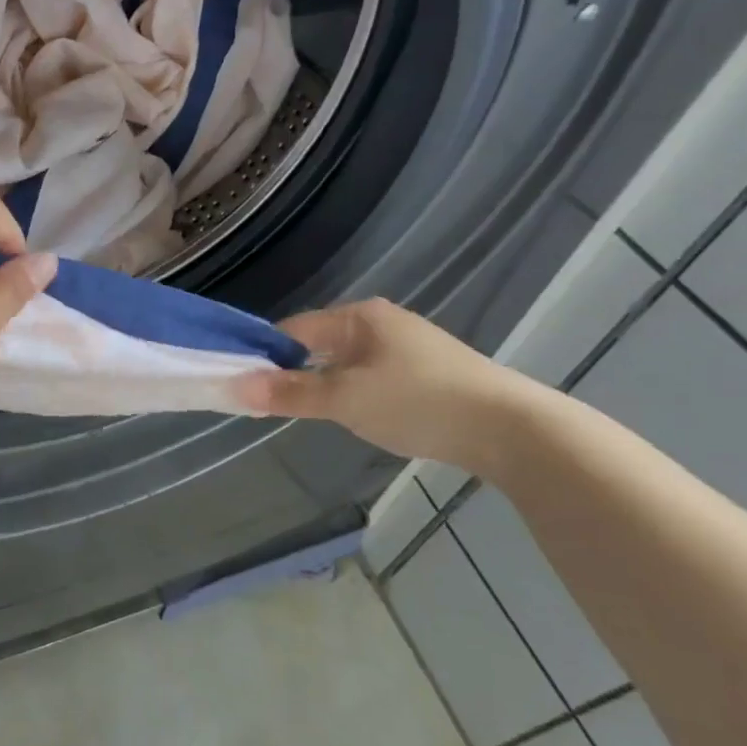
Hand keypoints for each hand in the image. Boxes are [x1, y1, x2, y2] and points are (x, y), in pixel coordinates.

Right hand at [235, 298, 536, 472]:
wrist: (511, 429)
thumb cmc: (418, 402)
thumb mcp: (345, 399)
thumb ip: (290, 393)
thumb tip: (235, 387)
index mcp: (359, 316)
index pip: (294, 330)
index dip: (266, 356)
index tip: (246, 386)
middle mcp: (381, 322)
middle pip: (319, 345)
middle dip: (295, 373)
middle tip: (275, 405)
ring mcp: (408, 346)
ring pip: (346, 363)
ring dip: (326, 385)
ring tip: (315, 414)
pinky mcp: (428, 372)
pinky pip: (372, 375)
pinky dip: (355, 392)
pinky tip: (360, 415)